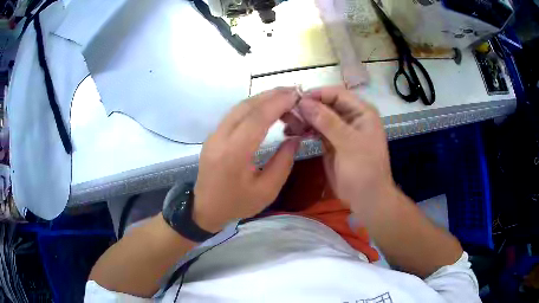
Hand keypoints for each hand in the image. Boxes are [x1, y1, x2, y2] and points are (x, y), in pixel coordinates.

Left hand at [194, 88, 300, 231]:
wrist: (205, 209)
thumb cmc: (236, 204)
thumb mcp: (267, 191)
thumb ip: (283, 162)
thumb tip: (295, 138)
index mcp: (233, 154)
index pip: (257, 119)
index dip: (278, 103)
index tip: (296, 96)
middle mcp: (220, 138)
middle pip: (246, 106)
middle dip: (272, 95)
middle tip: (294, 92)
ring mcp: (214, 135)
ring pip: (239, 107)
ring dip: (262, 99)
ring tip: (284, 98)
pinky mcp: (213, 135)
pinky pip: (234, 114)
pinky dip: (253, 107)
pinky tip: (266, 109)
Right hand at [298, 87, 395, 222]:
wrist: (366, 197)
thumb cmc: (364, 169)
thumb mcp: (348, 143)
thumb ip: (327, 121)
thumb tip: (304, 102)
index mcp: (361, 112)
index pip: (337, 94)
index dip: (317, 94)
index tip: (296, 99)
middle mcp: (350, 117)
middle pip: (326, 104)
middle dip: (307, 107)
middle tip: (287, 113)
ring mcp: (340, 130)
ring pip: (319, 117)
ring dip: (303, 119)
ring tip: (287, 124)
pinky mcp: (331, 142)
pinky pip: (316, 130)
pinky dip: (305, 130)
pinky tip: (292, 132)